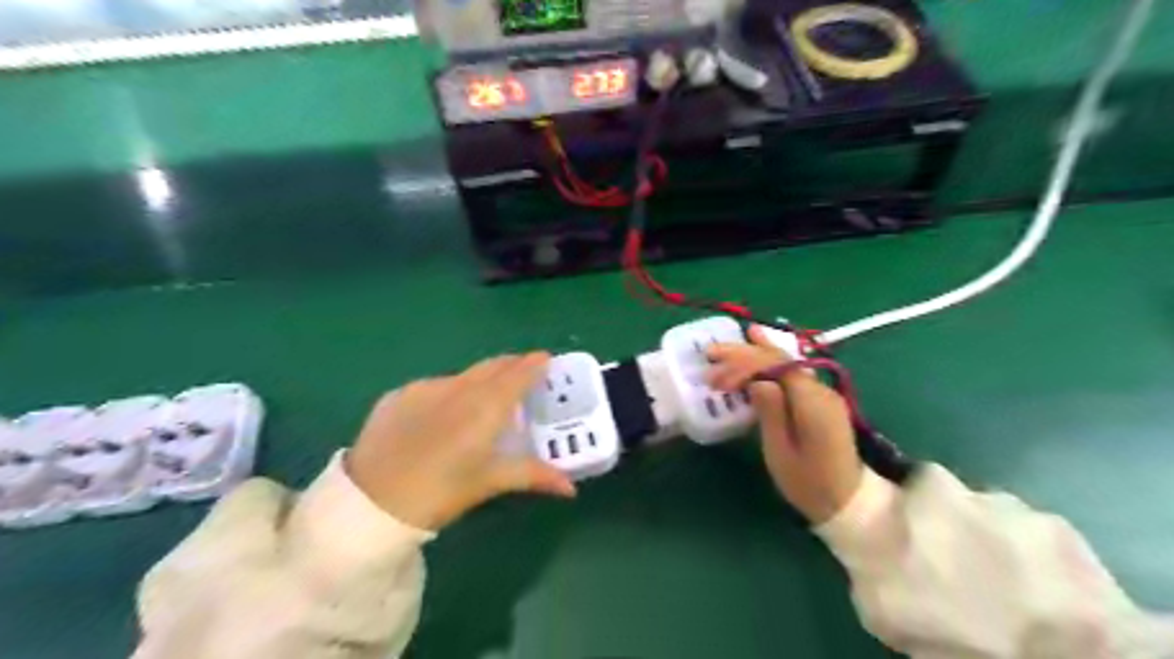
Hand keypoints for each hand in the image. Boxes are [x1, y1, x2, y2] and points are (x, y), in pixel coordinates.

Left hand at [344, 352, 574, 532]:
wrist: (369, 501)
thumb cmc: (439, 492)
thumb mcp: (489, 483)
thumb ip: (532, 475)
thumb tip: (571, 488)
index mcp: (486, 406)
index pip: (518, 373)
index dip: (534, 363)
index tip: (546, 359)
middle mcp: (459, 387)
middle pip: (492, 367)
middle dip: (512, 366)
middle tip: (523, 374)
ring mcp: (426, 387)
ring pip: (463, 375)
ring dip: (481, 379)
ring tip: (485, 397)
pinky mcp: (399, 394)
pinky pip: (435, 386)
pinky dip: (450, 392)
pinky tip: (443, 414)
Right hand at [706, 325, 858, 525]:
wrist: (847, 504)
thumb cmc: (808, 484)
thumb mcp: (781, 452)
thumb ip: (771, 412)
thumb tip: (757, 381)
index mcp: (812, 403)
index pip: (774, 367)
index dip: (742, 366)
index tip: (715, 380)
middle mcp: (821, 390)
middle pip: (780, 360)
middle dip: (745, 354)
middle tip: (711, 352)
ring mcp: (823, 394)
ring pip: (786, 363)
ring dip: (757, 353)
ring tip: (739, 335)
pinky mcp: (820, 401)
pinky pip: (792, 374)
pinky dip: (773, 361)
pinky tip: (763, 346)